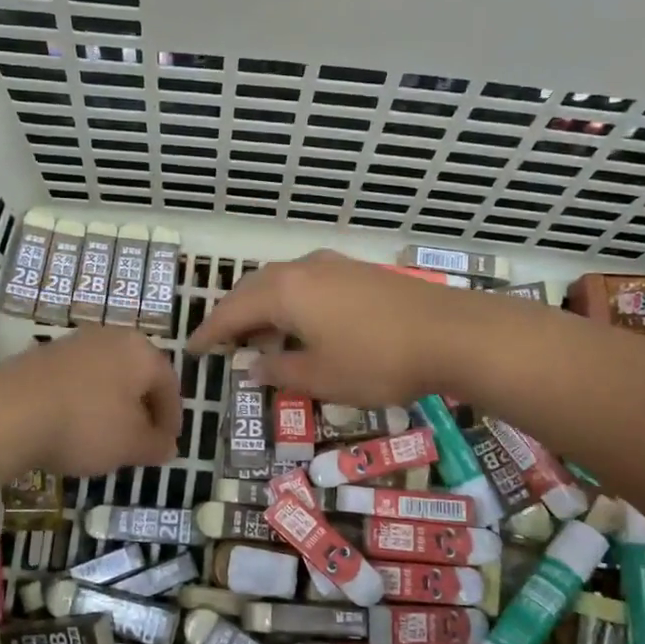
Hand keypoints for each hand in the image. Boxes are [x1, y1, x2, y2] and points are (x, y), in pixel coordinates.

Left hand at [0, 327, 181, 480]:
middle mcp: (111, 337)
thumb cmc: (85, 425)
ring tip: (103, 438)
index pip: (169, 384)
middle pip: (137, 376)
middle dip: (141, 410)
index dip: (171, 419)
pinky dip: (82, 402)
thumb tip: (168, 445)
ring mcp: (74, 342)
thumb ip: (156, 445)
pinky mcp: (42, 354)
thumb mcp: (131, 445)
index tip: (166, 446)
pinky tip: (71, 427)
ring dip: (111, 406)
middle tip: (139, 442)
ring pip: (106, 377)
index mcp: (142, 351)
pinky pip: (77, 380)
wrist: (7, 411)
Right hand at [186, 251, 496, 406]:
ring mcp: (334, 265)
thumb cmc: (377, 361)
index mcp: (285, 292)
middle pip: (253, 288)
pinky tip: (304, 324)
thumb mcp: (321, 378)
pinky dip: (292, 302)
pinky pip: (308, 282)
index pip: (231, 311)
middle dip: (234, 315)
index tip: (192, 349)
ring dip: (264, 307)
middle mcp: (303, 269)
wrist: (452, 334)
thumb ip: (280, 371)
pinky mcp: (359, 271)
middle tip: (222, 341)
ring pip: (282, 282)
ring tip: (261, 337)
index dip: (209, 332)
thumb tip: (253, 366)